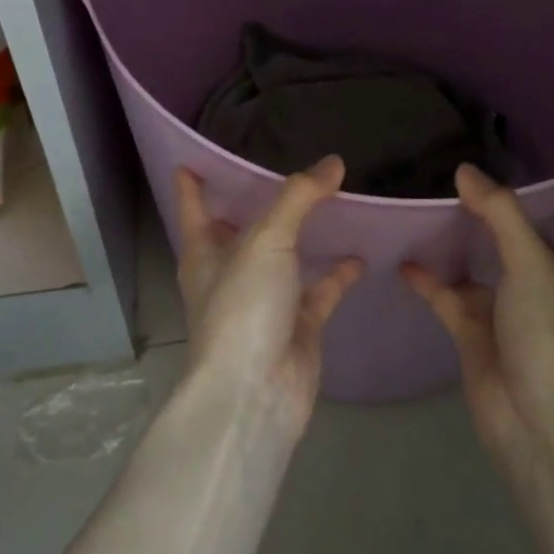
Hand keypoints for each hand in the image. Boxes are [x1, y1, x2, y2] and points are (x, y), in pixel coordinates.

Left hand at [175, 156, 364, 435]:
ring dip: (305, 235)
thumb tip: (333, 162)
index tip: (192, 160)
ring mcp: (266, 301)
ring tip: (333, 201)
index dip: (192, 185)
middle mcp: (232, 274)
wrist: (257, 393)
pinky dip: (339, 273)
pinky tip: (362, 253)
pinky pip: (321, 289)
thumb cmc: (243, 308)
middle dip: (257, 205)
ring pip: (285, 258)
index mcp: (205, 254)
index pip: (194, 209)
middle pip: (242, 231)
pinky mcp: (298, 325)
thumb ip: (299, 198)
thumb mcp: (266, 241)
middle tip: (284, 167)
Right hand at [401, 165, 553, 466]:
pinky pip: (447, 298)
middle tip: (476, 181)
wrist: (531, 418)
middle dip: (506, 219)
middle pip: (523, 246)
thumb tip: (465, 171)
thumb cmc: (548, 333)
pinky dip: (428, 281)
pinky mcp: (472, 335)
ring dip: (460, 245)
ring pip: (480, 269)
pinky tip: (405, 261)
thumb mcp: (532, 264)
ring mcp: (505, 313)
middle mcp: (541, 290)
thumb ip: (500, 214)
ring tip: (432, 209)